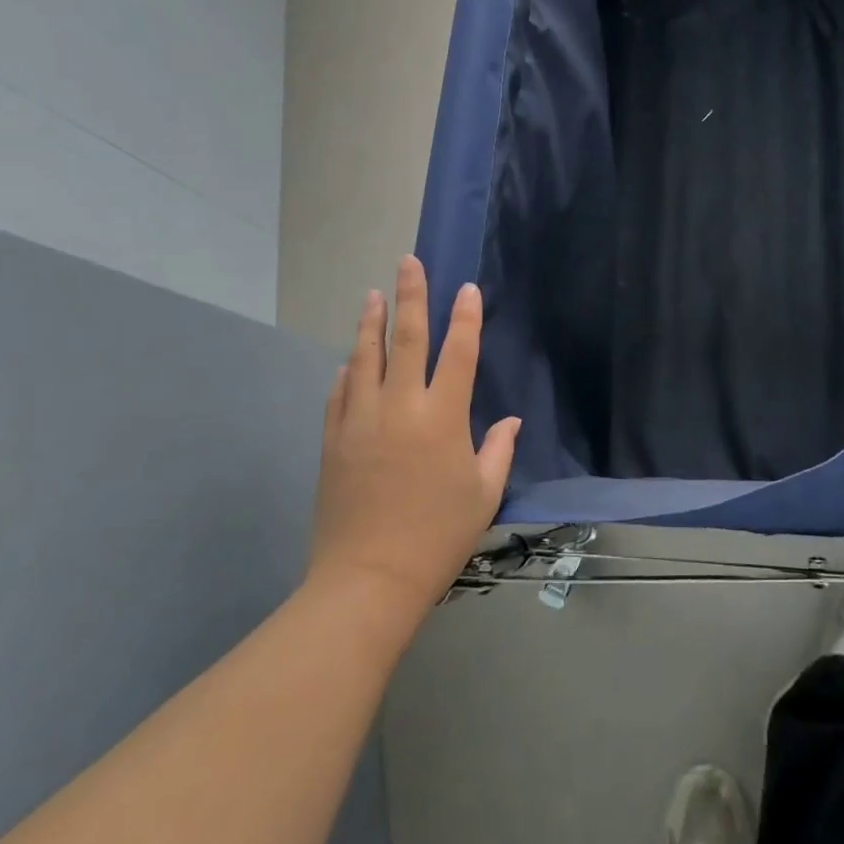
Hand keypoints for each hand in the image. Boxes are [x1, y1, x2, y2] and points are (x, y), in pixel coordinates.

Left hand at [306, 256, 520, 623]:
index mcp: (443, 416)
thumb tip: (510, 420)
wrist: (367, 580)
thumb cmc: (437, 537)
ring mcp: (361, 419)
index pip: (459, 352)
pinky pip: (339, 393)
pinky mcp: (333, 439)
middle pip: (406, 338)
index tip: (467, 288)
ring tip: (372, 295)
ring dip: (370, 322)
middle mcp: (401, 406)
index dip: (466, 317)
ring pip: (365, 357)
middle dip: (411, 296)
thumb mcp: (482, 495)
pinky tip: (348, 361)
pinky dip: (346, 372)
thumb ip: (498, 450)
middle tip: (408, 262)